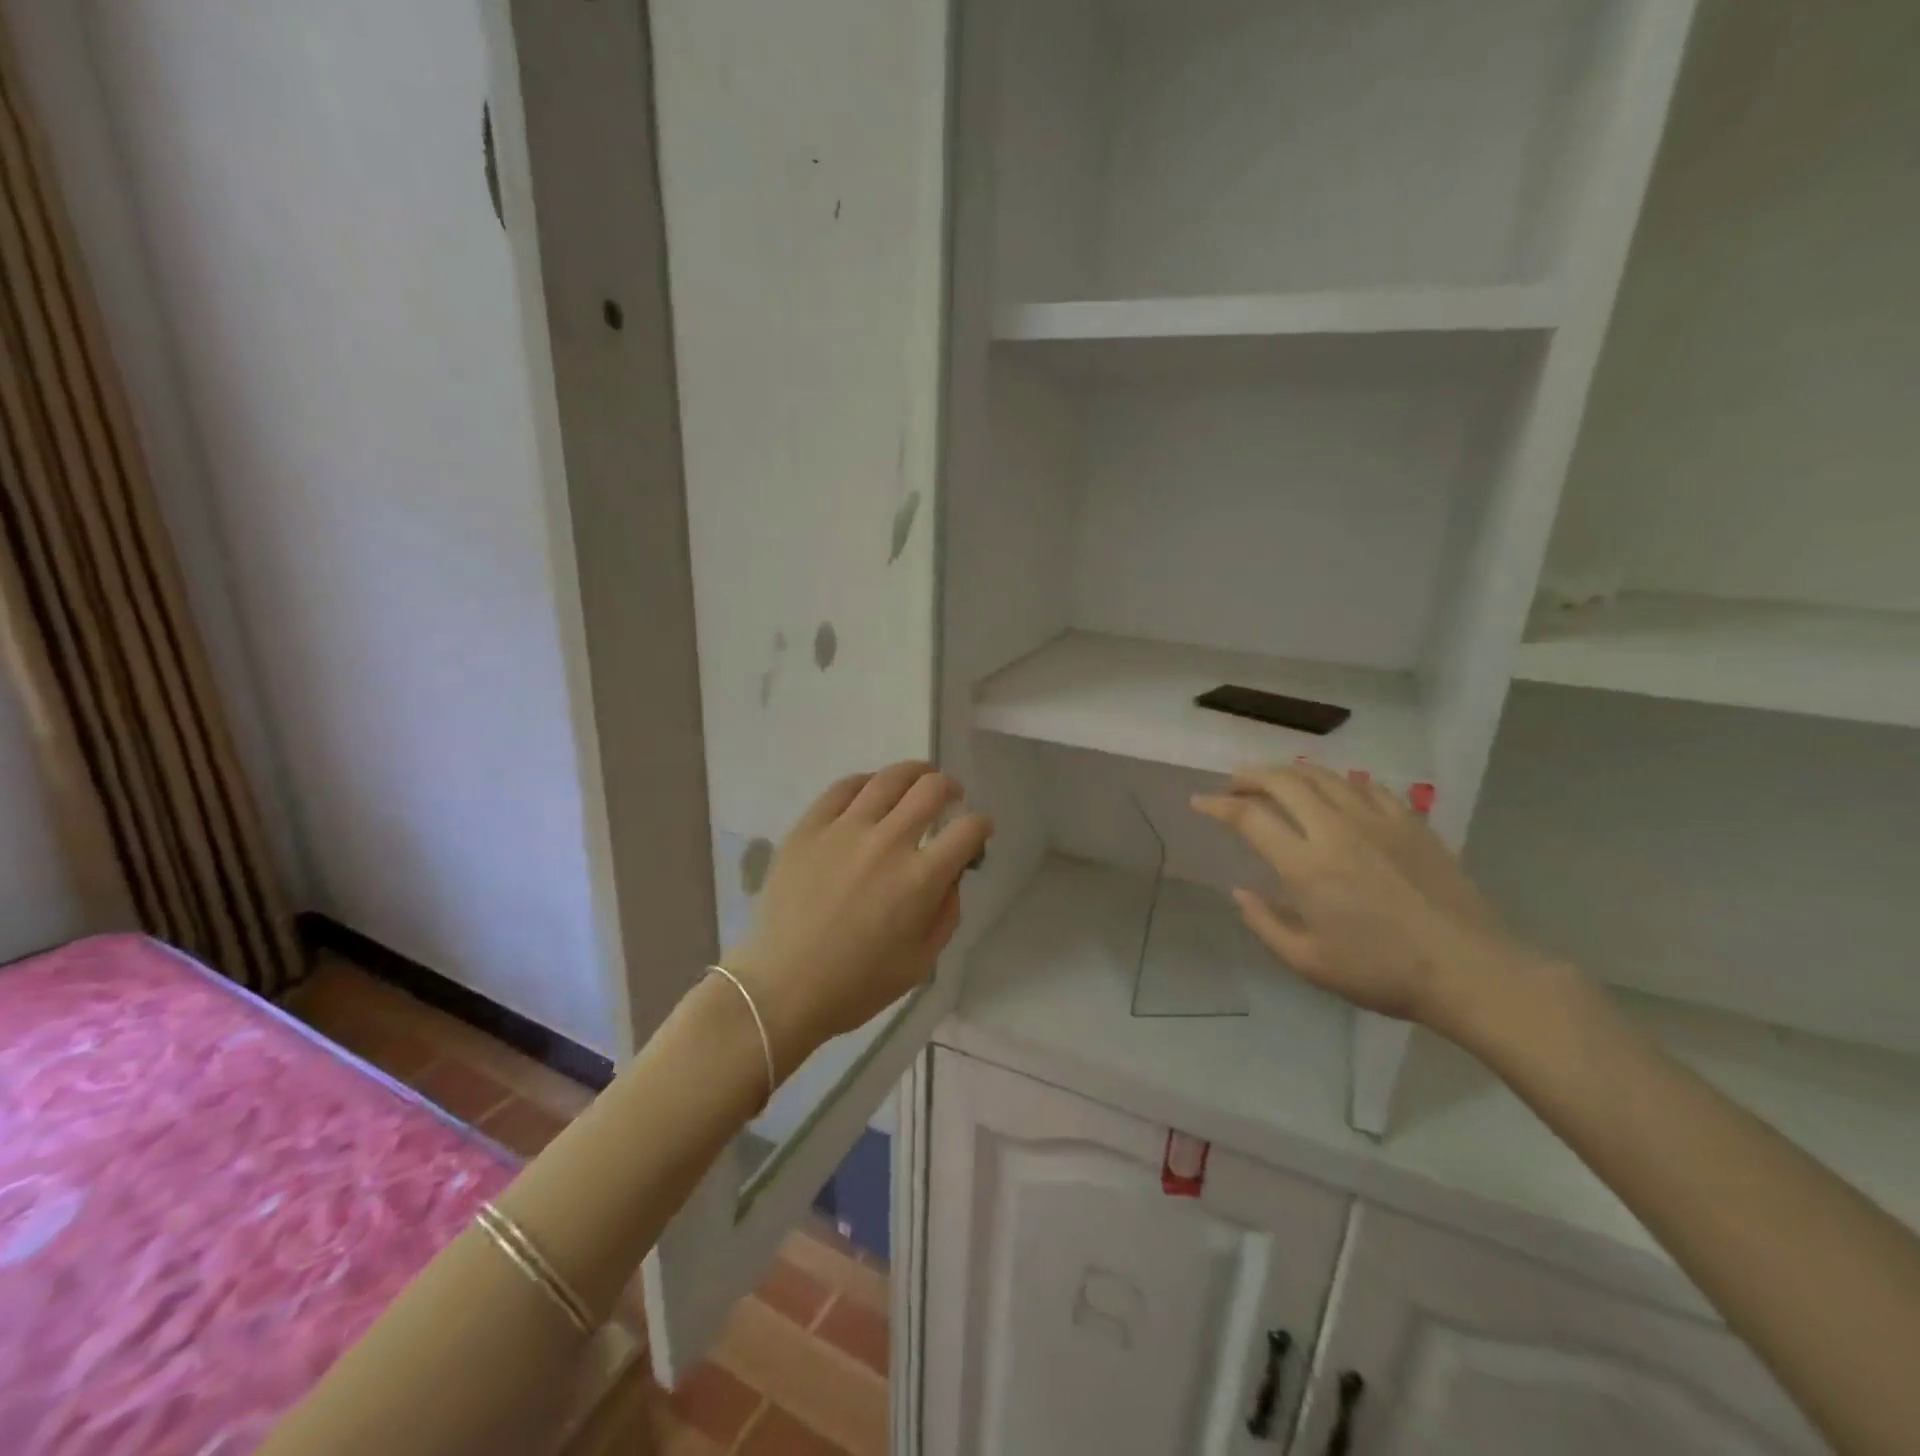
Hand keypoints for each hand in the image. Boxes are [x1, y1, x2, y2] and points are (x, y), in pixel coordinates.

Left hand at [727, 762, 993, 1078]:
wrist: (782, 987)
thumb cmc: (857, 984)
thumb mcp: (921, 961)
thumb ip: (946, 911)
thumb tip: (951, 873)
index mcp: (920, 878)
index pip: (966, 830)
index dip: (981, 825)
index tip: (979, 830)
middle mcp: (887, 842)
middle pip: (930, 790)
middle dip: (950, 787)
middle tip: (951, 796)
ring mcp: (844, 829)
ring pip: (888, 778)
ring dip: (913, 773)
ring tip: (918, 779)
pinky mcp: (809, 827)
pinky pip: (843, 788)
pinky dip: (866, 782)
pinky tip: (871, 789)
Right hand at [1191, 763, 1532, 1029]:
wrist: (1471, 970)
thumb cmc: (1383, 973)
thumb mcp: (1309, 963)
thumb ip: (1266, 924)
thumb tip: (1240, 892)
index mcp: (1306, 866)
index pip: (1249, 817)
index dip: (1217, 805)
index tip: (1199, 802)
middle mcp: (1336, 830)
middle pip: (1284, 781)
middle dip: (1250, 776)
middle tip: (1234, 784)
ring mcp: (1378, 820)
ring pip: (1324, 776)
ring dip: (1291, 773)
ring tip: (1277, 783)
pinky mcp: (1411, 822)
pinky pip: (1367, 786)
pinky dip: (1340, 783)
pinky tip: (1337, 794)